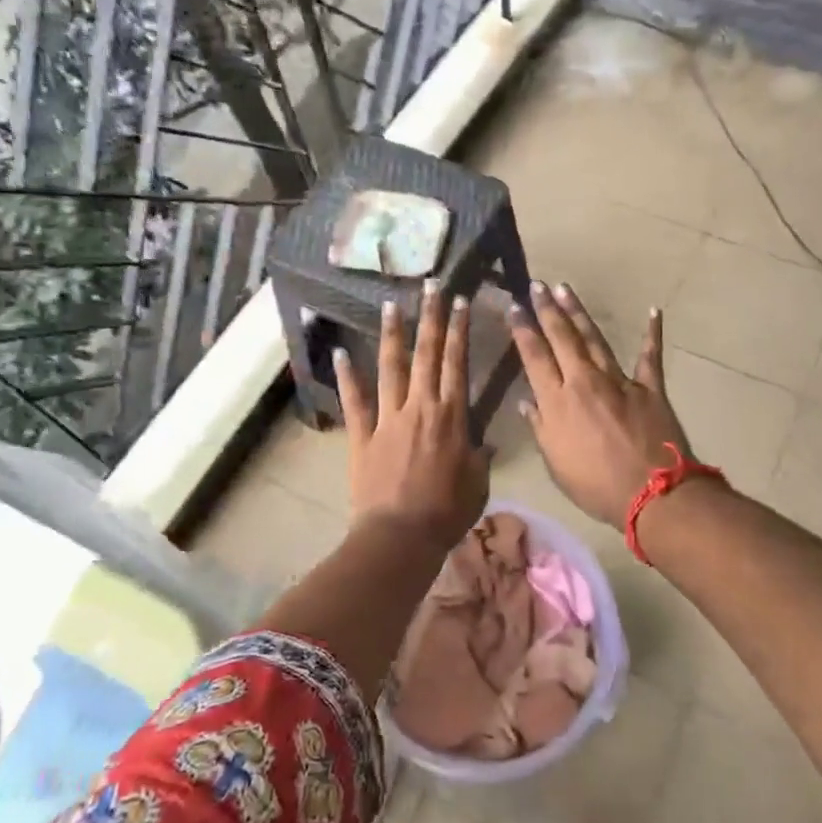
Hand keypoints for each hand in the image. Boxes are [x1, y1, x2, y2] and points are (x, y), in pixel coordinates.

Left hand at [335, 278, 489, 550]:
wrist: (401, 536)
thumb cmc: (447, 512)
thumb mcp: (478, 483)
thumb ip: (479, 457)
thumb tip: (482, 443)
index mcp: (452, 416)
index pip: (457, 363)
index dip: (459, 330)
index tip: (461, 301)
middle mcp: (420, 407)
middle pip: (426, 354)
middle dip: (430, 318)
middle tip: (430, 286)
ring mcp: (388, 419)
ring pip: (391, 368)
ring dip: (392, 335)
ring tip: (391, 304)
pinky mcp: (362, 435)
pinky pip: (355, 401)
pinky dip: (347, 377)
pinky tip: (339, 353)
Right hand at [511, 281, 694, 531]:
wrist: (651, 493)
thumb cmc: (596, 486)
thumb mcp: (556, 464)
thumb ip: (540, 428)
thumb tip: (526, 402)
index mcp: (557, 401)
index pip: (534, 356)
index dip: (523, 330)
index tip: (514, 307)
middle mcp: (584, 382)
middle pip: (562, 338)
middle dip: (547, 309)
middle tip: (537, 285)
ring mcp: (619, 381)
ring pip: (595, 338)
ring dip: (579, 312)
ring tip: (566, 289)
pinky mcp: (649, 387)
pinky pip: (650, 356)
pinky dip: (652, 334)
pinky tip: (654, 312)